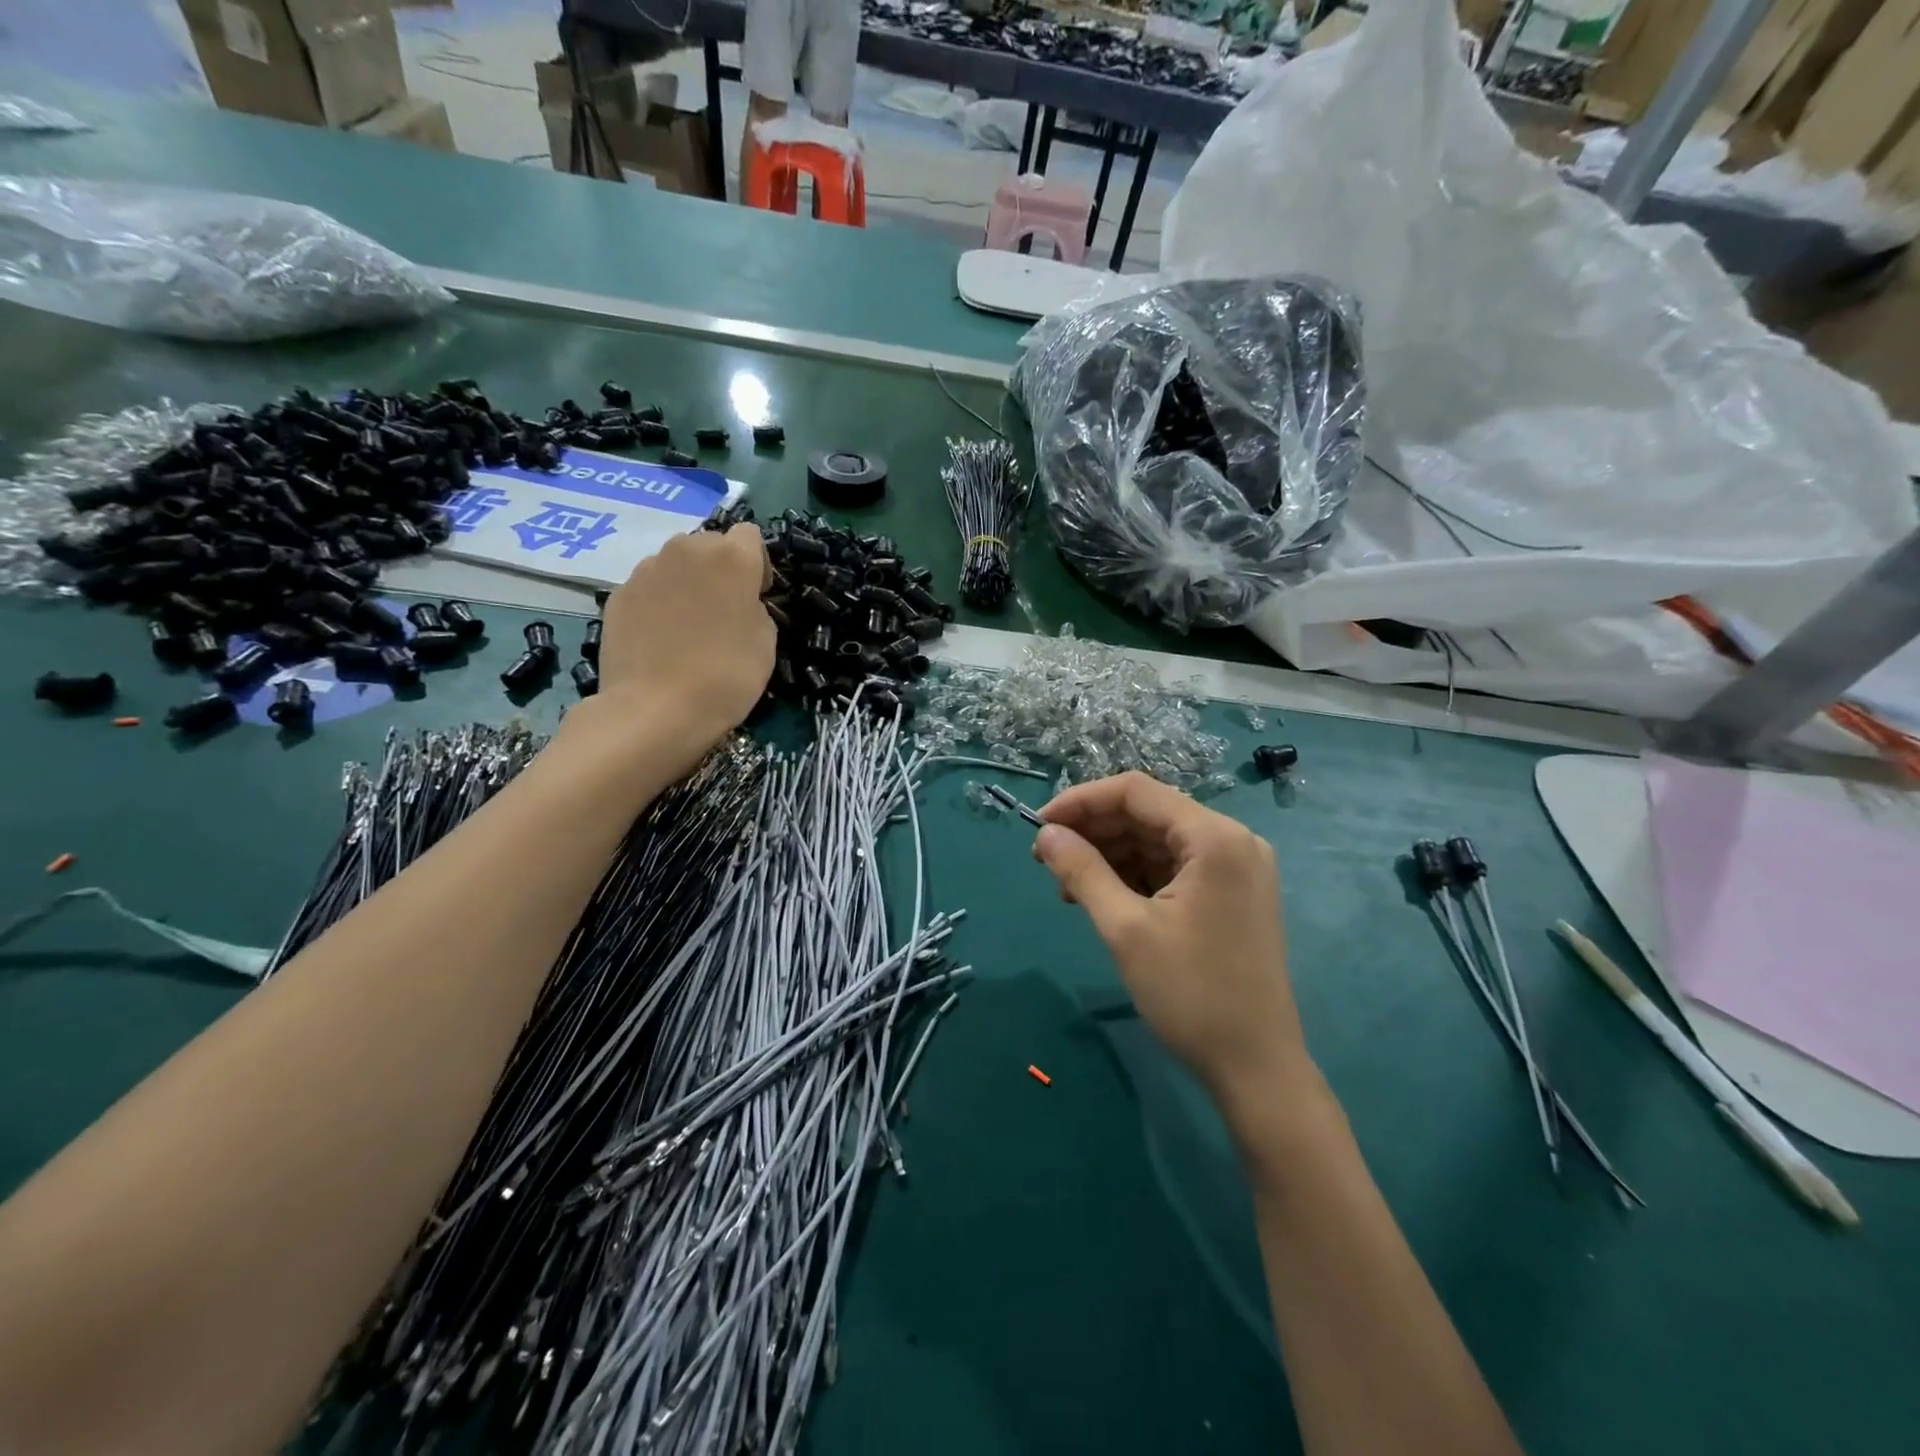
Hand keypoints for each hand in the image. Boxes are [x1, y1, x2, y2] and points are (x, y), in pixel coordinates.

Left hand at [570, 523, 774, 779]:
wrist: (655, 710)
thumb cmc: (726, 676)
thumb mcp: (766, 643)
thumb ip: (754, 608)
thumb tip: (737, 604)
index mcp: (731, 557)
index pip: (749, 536)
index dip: (756, 565)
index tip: (755, 598)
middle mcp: (685, 549)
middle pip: (709, 545)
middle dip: (718, 571)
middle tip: (721, 614)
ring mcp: (645, 570)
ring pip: (675, 566)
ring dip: (685, 585)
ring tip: (686, 630)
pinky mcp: (617, 594)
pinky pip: (648, 589)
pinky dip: (657, 605)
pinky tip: (660, 642)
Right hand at [1034, 772, 1311, 1114]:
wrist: (1257, 1068)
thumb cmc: (1191, 994)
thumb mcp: (1125, 929)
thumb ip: (1082, 871)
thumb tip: (1045, 835)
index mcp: (1214, 837)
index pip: (1136, 791)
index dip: (1081, 801)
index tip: (1038, 826)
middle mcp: (1232, 840)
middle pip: (1148, 813)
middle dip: (1093, 831)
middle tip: (1046, 859)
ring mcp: (1236, 867)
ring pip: (1158, 840)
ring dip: (1110, 855)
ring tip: (1068, 886)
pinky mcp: (1232, 894)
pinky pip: (1174, 867)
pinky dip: (1135, 875)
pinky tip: (1102, 897)